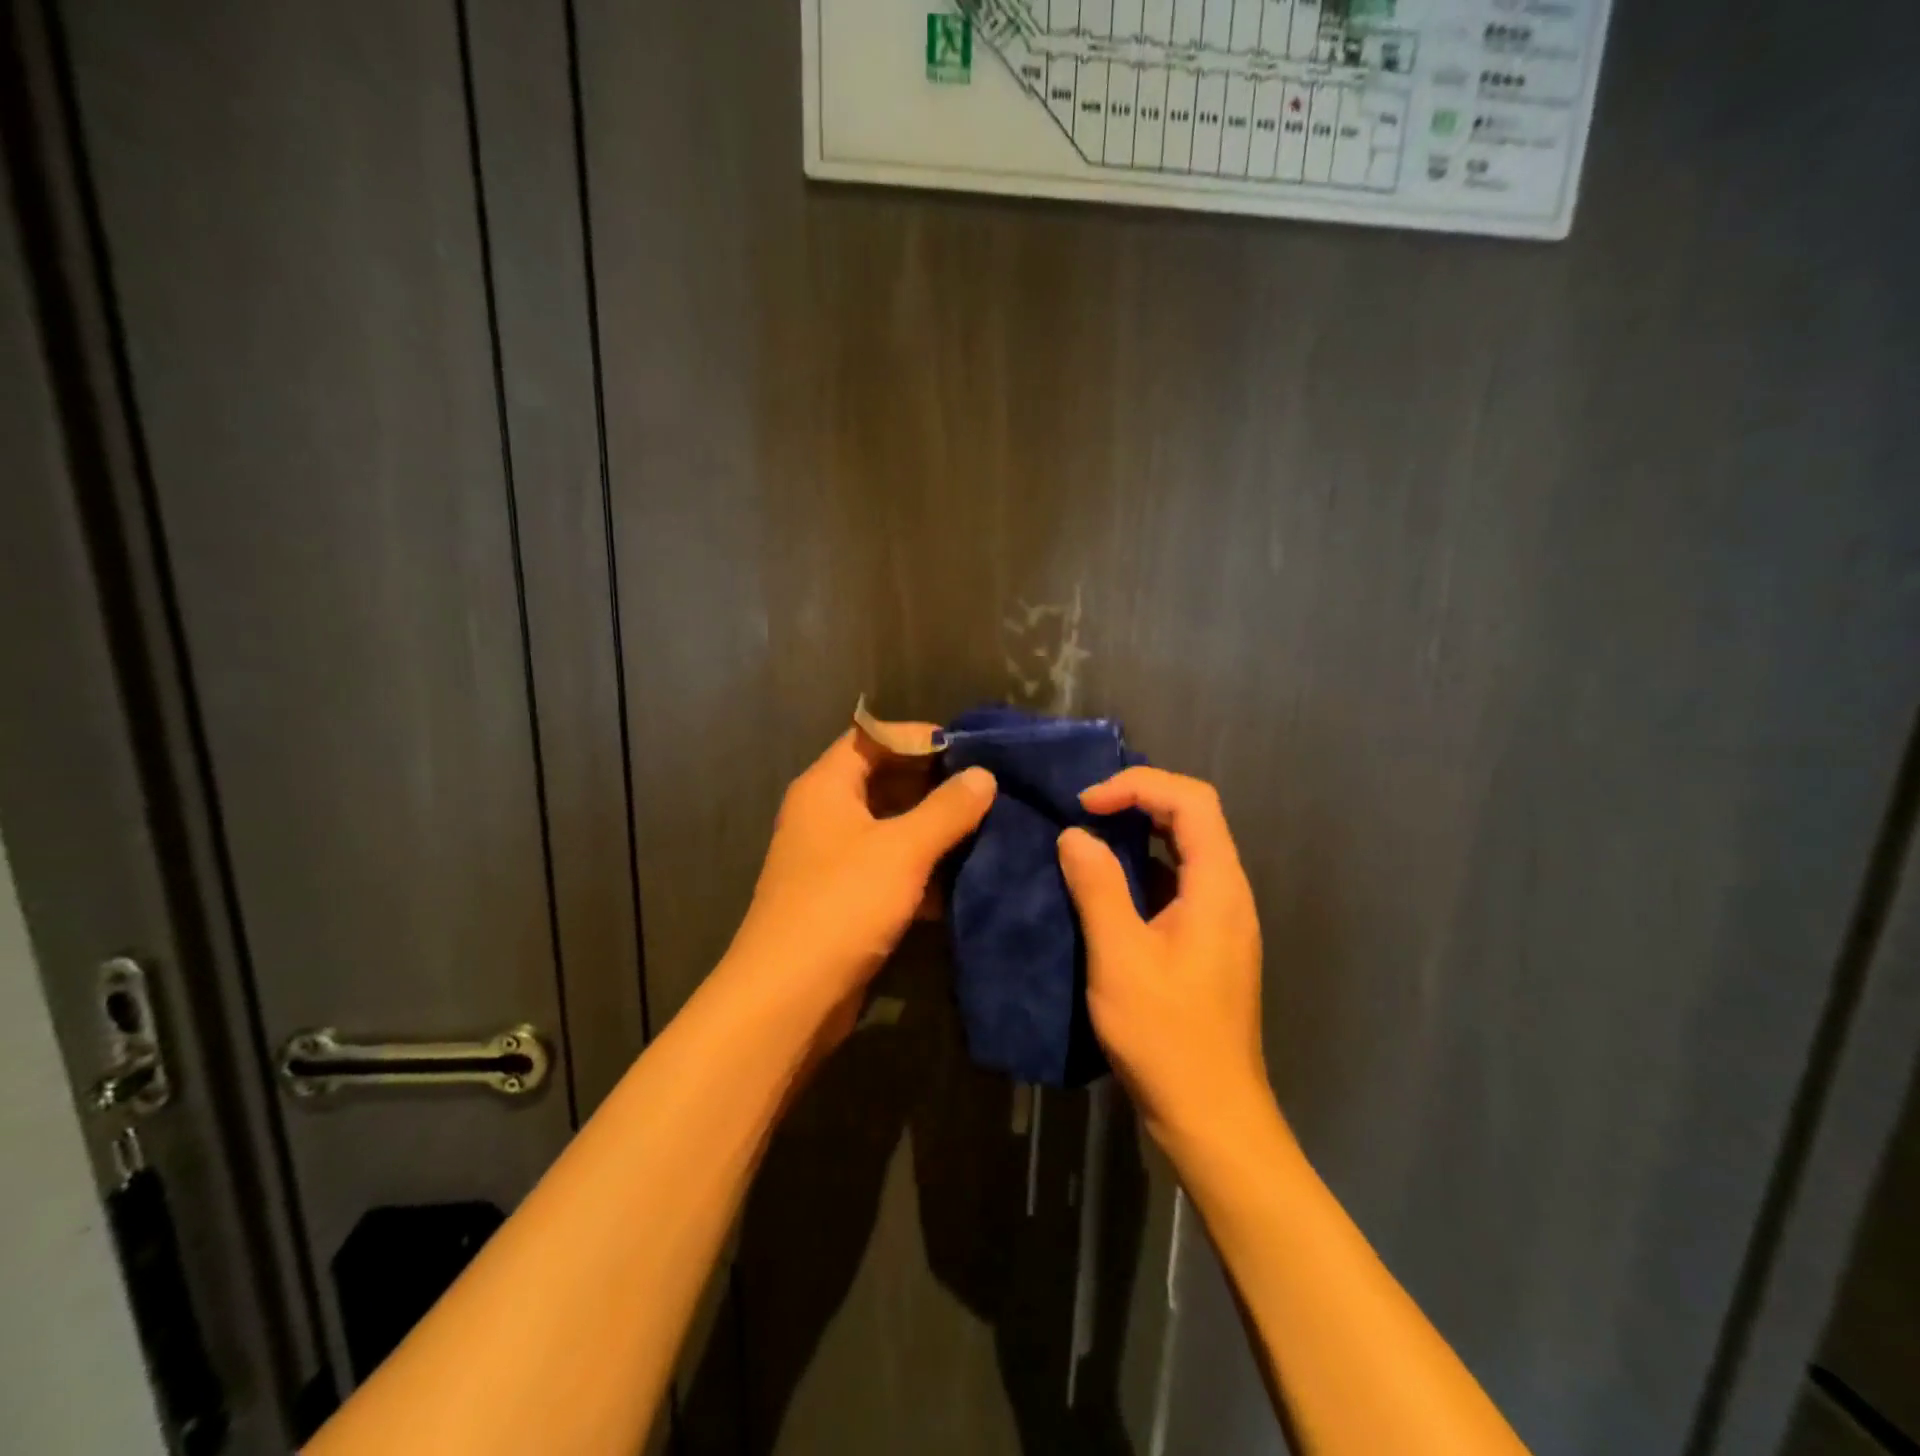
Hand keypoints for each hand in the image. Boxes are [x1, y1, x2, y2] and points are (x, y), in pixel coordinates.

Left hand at [723, 730, 996, 1042]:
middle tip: (987, 788)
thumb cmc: (842, 904)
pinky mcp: (845, 897)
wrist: (789, 997)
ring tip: (986, 827)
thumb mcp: (903, 850)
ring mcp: (833, 857)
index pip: (873, 737)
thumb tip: (984, 776)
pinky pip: (889, 866)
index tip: (970, 748)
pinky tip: (963, 876)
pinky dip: (921, 867)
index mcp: (827, 786)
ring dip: (933, 827)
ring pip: (890, 826)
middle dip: (934, 783)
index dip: (919, 736)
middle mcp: (825, 813)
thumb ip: (947, 809)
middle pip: (883, 780)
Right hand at [1056, 768, 1269, 1152]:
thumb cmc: (1166, 1035)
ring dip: (1141, 832)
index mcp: (1217, 886)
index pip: (1192, 800)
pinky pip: (1179, 882)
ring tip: (1090, 839)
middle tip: (1086, 812)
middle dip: (1140, 800)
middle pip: (1194, 817)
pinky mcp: (1208, 943)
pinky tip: (1107, 888)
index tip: (1087, 805)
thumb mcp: (1120, 956)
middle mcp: (1229, 893)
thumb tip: (1075, 835)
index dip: (1138, 786)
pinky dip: (1144, 867)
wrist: (1211, 1115)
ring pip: (1187, 849)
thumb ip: (1097, 886)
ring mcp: (1222, 919)